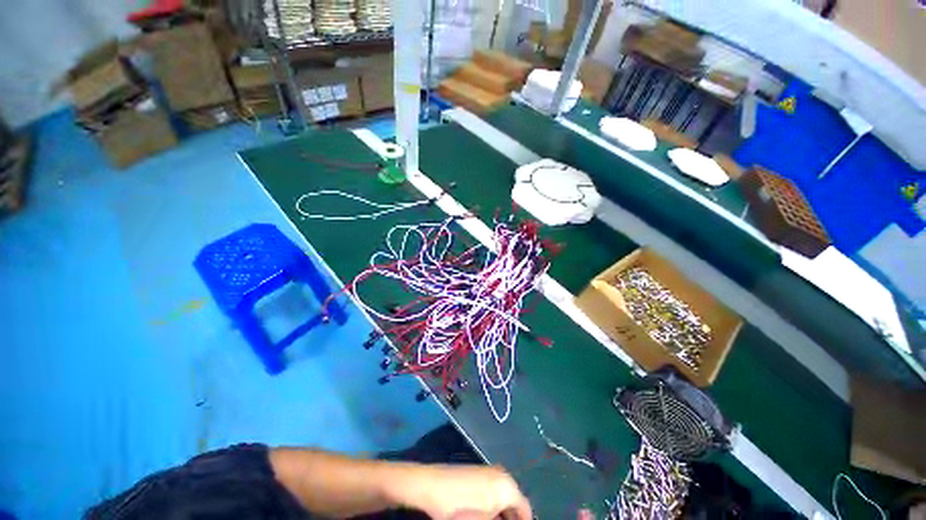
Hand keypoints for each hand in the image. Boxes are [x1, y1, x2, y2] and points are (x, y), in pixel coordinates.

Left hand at [388, 464, 531, 519]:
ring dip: (500, 516)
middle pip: (514, 504)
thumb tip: (506, 519)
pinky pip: (491, 495)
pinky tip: (484, 518)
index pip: (525, 510)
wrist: (429, 486)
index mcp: (507, 485)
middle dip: (510, 519)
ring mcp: (488, 472)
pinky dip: (491, 509)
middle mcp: (501, 475)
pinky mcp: (476, 474)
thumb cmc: (458, 508)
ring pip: (502, 500)